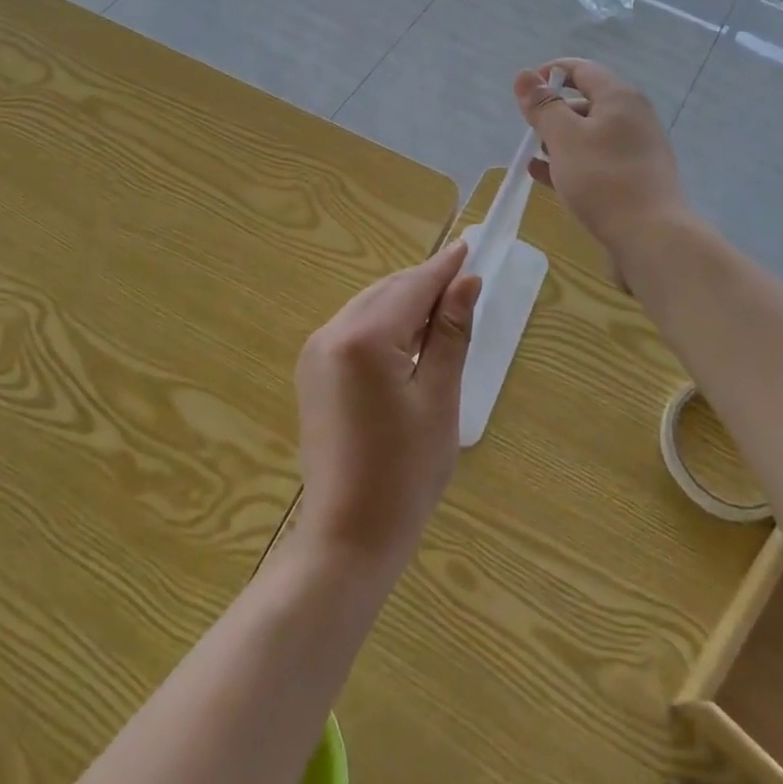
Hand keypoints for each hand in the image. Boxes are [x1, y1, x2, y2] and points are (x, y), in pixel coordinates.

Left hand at [293, 242, 479, 574]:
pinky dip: (384, 326)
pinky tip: (408, 341)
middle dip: (425, 285)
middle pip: (387, 292)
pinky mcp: (312, 372)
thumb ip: (451, 334)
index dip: (444, 268)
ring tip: (444, 314)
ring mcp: (315, 352)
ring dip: (405, 305)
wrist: (348, 537)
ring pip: (369, 308)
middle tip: (465, 284)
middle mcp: (331, 333)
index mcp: (363, 338)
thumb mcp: (438, 399)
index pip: (412, 287)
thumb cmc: (405, 473)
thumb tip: (466, 282)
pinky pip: (354, 330)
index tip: (470, 245)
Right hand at [514, 58, 688, 279]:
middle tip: (529, 131)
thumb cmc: (603, 180)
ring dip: (560, 140)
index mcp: (619, 98)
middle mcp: (633, 117)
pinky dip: (571, 162)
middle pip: (586, 101)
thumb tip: (524, 75)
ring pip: (590, 134)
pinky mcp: (635, 177)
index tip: (523, 92)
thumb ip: (543, 106)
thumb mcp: (564, 138)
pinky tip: (546, 177)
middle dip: (553, 112)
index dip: (549, 73)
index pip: (581, 69)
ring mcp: (637, 149)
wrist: (651, 238)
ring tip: (534, 157)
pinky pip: (596, 160)